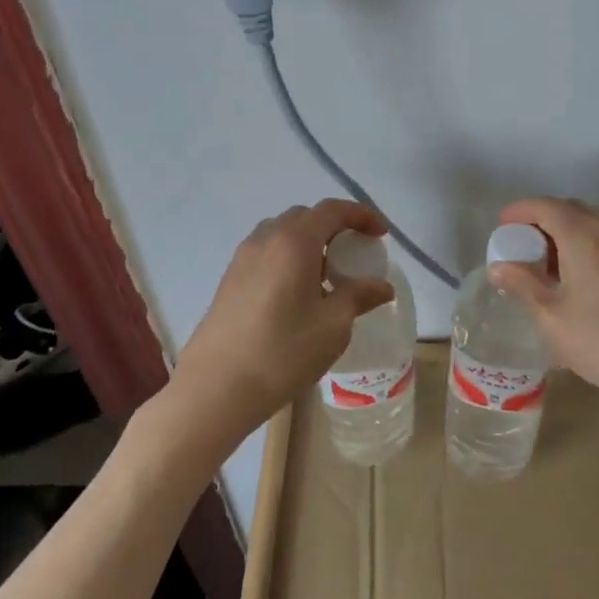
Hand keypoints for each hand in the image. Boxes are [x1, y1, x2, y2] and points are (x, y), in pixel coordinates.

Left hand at [170, 199, 394, 442]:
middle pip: (305, 217)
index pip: (332, 210)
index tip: (380, 236)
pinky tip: (296, 294)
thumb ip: (359, 297)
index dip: (361, 216)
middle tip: (353, 255)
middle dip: (334, 227)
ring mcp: (242, 258)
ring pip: (282, 233)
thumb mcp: (333, 326)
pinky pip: (265, 253)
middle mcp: (265, 239)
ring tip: (325, 275)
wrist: (215, 388)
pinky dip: (288, 258)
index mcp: (294, 242)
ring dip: (309, 242)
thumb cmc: (282, 353)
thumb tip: (382, 286)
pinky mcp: (229, 279)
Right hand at [488, 197, 598, 413]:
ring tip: (545, 266)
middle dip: (541, 220)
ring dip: (564, 233)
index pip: (546, 206)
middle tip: (520, 247)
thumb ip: (523, 285)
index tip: (501, 226)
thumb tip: (500, 267)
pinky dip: (585, 245)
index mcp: (585, 236)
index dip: (520, 211)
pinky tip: (577, 279)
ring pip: (592, 223)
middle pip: (570, 209)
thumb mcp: (553, 318)